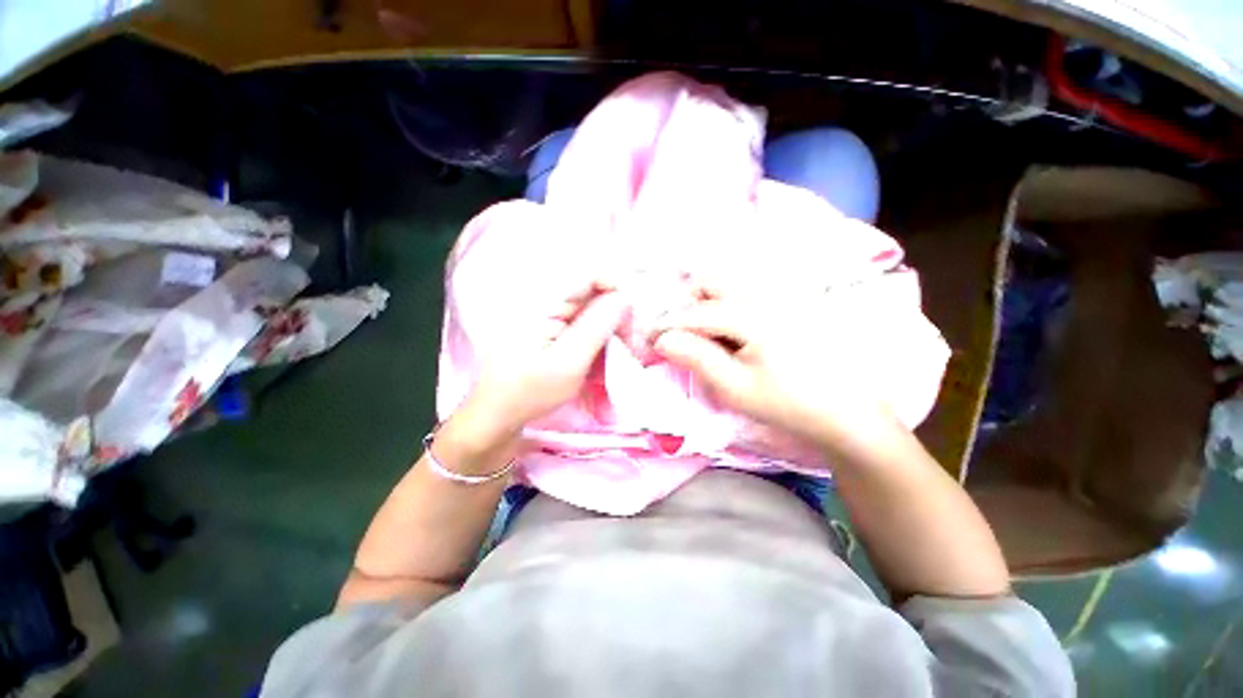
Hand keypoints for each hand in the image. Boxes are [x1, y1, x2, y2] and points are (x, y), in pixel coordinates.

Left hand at [461, 279, 629, 443]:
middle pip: (591, 292)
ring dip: (607, 326)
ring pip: (588, 309)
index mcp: (543, 301)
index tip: (632, 314)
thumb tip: (624, 297)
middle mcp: (544, 300)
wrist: (497, 414)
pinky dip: (595, 336)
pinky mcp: (548, 329)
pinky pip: (580, 323)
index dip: (616, 287)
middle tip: (628, 339)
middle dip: (614, 312)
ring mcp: (545, 315)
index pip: (588, 275)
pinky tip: (601, 355)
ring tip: (618, 350)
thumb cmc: (531, 391)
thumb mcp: (569, 361)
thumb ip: (597, 326)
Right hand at [652, 289, 893, 448]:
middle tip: (681, 335)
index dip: (668, 323)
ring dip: (706, 305)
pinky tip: (730, 336)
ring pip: (727, 287)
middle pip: (711, 282)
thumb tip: (663, 339)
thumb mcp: (734, 387)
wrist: (846, 413)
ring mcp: (779, 297)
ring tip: (705, 338)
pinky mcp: (787, 305)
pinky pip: (744, 295)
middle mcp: (765, 295)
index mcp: (752, 315)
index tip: (650, 338)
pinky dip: (725, 308)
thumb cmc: (787, 403)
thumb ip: (696, 358)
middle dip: (687, 304)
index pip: (695, 312)